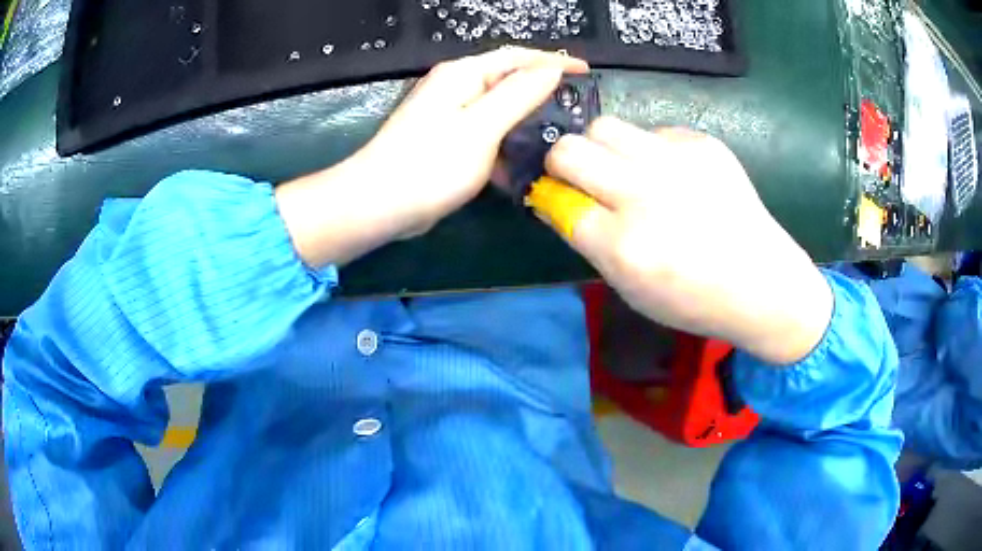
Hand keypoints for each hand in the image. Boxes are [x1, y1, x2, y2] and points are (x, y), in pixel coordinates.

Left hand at [276, 48, 587, 266]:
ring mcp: (449, 114)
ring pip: (499, 109)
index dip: (554, 61)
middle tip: (578, 107)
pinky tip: (524, 162)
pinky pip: (486, 133)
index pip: (518, 57)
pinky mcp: (446, 139)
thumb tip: (550, 70)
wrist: (378, 204)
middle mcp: (455, 86)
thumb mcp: (481, 127)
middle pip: (508, 79)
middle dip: (543, 90)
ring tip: (560, 135)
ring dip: (526, 120)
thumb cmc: (429, 164)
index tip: (587, 72)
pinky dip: (506, 143)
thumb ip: (518, 95)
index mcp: (463, 74)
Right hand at [542, 117, 832, 364]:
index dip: (550, 197)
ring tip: (625, 170)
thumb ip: (588, 242)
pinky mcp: (701, 143)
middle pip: (569, 150)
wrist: (762, 281)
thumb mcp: (631, 289)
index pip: (556, 199)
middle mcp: (645, 194)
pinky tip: (674, 176)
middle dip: (562, 163)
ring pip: (604, 127)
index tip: (556, 199)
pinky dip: (649, 152)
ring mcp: (676, 161)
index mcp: (624, 245)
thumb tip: (552, 200)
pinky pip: (652, 132)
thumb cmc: (694, 299)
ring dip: (601, 148)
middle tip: (581, 178)